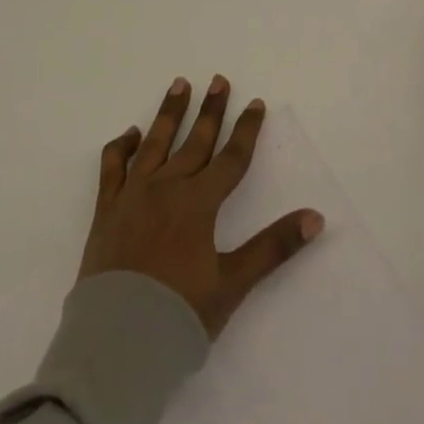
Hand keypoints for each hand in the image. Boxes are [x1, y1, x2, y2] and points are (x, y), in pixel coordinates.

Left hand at [79, 76, 323, 336]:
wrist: (115, 344)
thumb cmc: (179, 316)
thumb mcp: (233, 283)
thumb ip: (273, 247)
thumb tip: (316, 217)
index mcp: (198, 203)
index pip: (231, 158)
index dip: (246, 130)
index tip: (256, 103)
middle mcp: (167, 188)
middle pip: (194, 141)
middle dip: (210, 110)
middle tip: (218, 80)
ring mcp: (133, 196)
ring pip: (155, 144)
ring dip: (169, 113)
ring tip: (179, 84)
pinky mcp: (106, 210)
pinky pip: (112, 167)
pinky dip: (121, 147)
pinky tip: (131, 134)